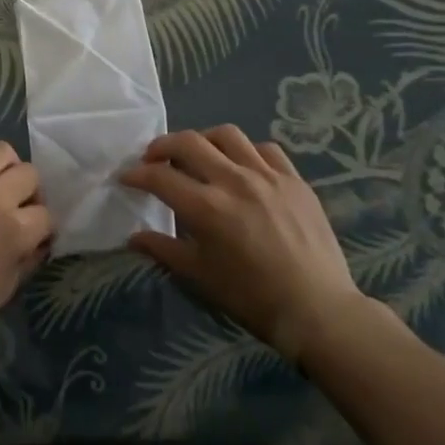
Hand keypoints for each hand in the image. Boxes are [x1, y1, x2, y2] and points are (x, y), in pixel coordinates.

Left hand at [0, 119, 51, 352]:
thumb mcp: (4, 290)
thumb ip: (27, 261)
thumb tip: (40, 240)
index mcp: (14, 231)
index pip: (46, 214)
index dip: (42, 225)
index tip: (32, 232)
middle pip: (29, 175)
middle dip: (28, 192)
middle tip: (14, 205)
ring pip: (1, 150)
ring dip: (5, 165)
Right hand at [121, 126, 374, 361]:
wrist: (317, 310)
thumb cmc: (252, 298)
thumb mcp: (200, 277)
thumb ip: (164, 249)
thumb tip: (134, 237)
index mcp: (207, 207)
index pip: (160, 177)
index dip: (137, 174)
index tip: (127, 178)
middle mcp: (234, 181)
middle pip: (188, 142)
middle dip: (163, 146)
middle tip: (154, 158)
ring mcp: (267, 176)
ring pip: (227, 135)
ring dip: (204, 140)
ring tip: (198, 155)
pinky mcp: (294, 179)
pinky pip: (265, 149)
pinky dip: (246, 151)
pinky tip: (242, 167)